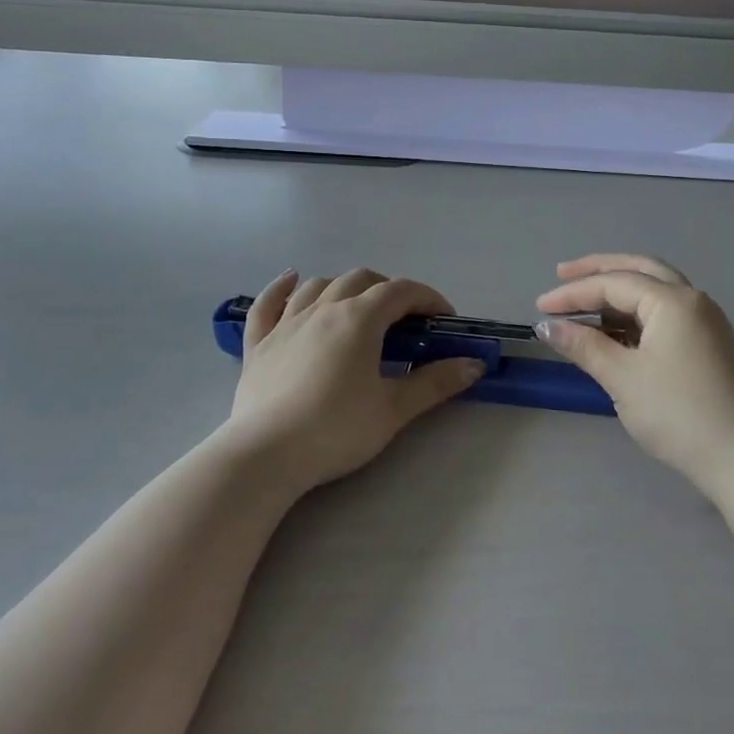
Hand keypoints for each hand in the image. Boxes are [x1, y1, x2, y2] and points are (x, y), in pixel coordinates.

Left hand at [224, 269, 483, 492]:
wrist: (266, 454)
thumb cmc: (336, 429)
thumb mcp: (393, 409)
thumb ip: (435, 383)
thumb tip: (474, 365)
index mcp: (359, 318)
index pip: (401, 291)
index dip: (428, 299)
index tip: (444, 320)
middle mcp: (323, 308)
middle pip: (361, 280)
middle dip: (389, 290)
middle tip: (405, 320)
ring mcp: (286, 322)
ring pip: (318, 286)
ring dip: (344, 287)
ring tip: (358, 305)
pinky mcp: (259, 343)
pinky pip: (268, 304)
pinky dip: (281, 288)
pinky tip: (291, 280)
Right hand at [535, 254, 733, 485]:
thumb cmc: (678, 413)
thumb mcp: (623, 378)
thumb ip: (583, 346)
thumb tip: (546, 326)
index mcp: (672, 301)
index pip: (613, 283)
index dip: (572, 293)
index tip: (540, 307)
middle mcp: (692, 300)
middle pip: (639, 269)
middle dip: (598, 270)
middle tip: (562, 274)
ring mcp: (704, 321)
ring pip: (654, 290)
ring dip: (618, 291)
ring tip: (583, 304)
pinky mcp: (707, 343)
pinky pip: (664, 313)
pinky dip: (635, 313)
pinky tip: (613, 329)